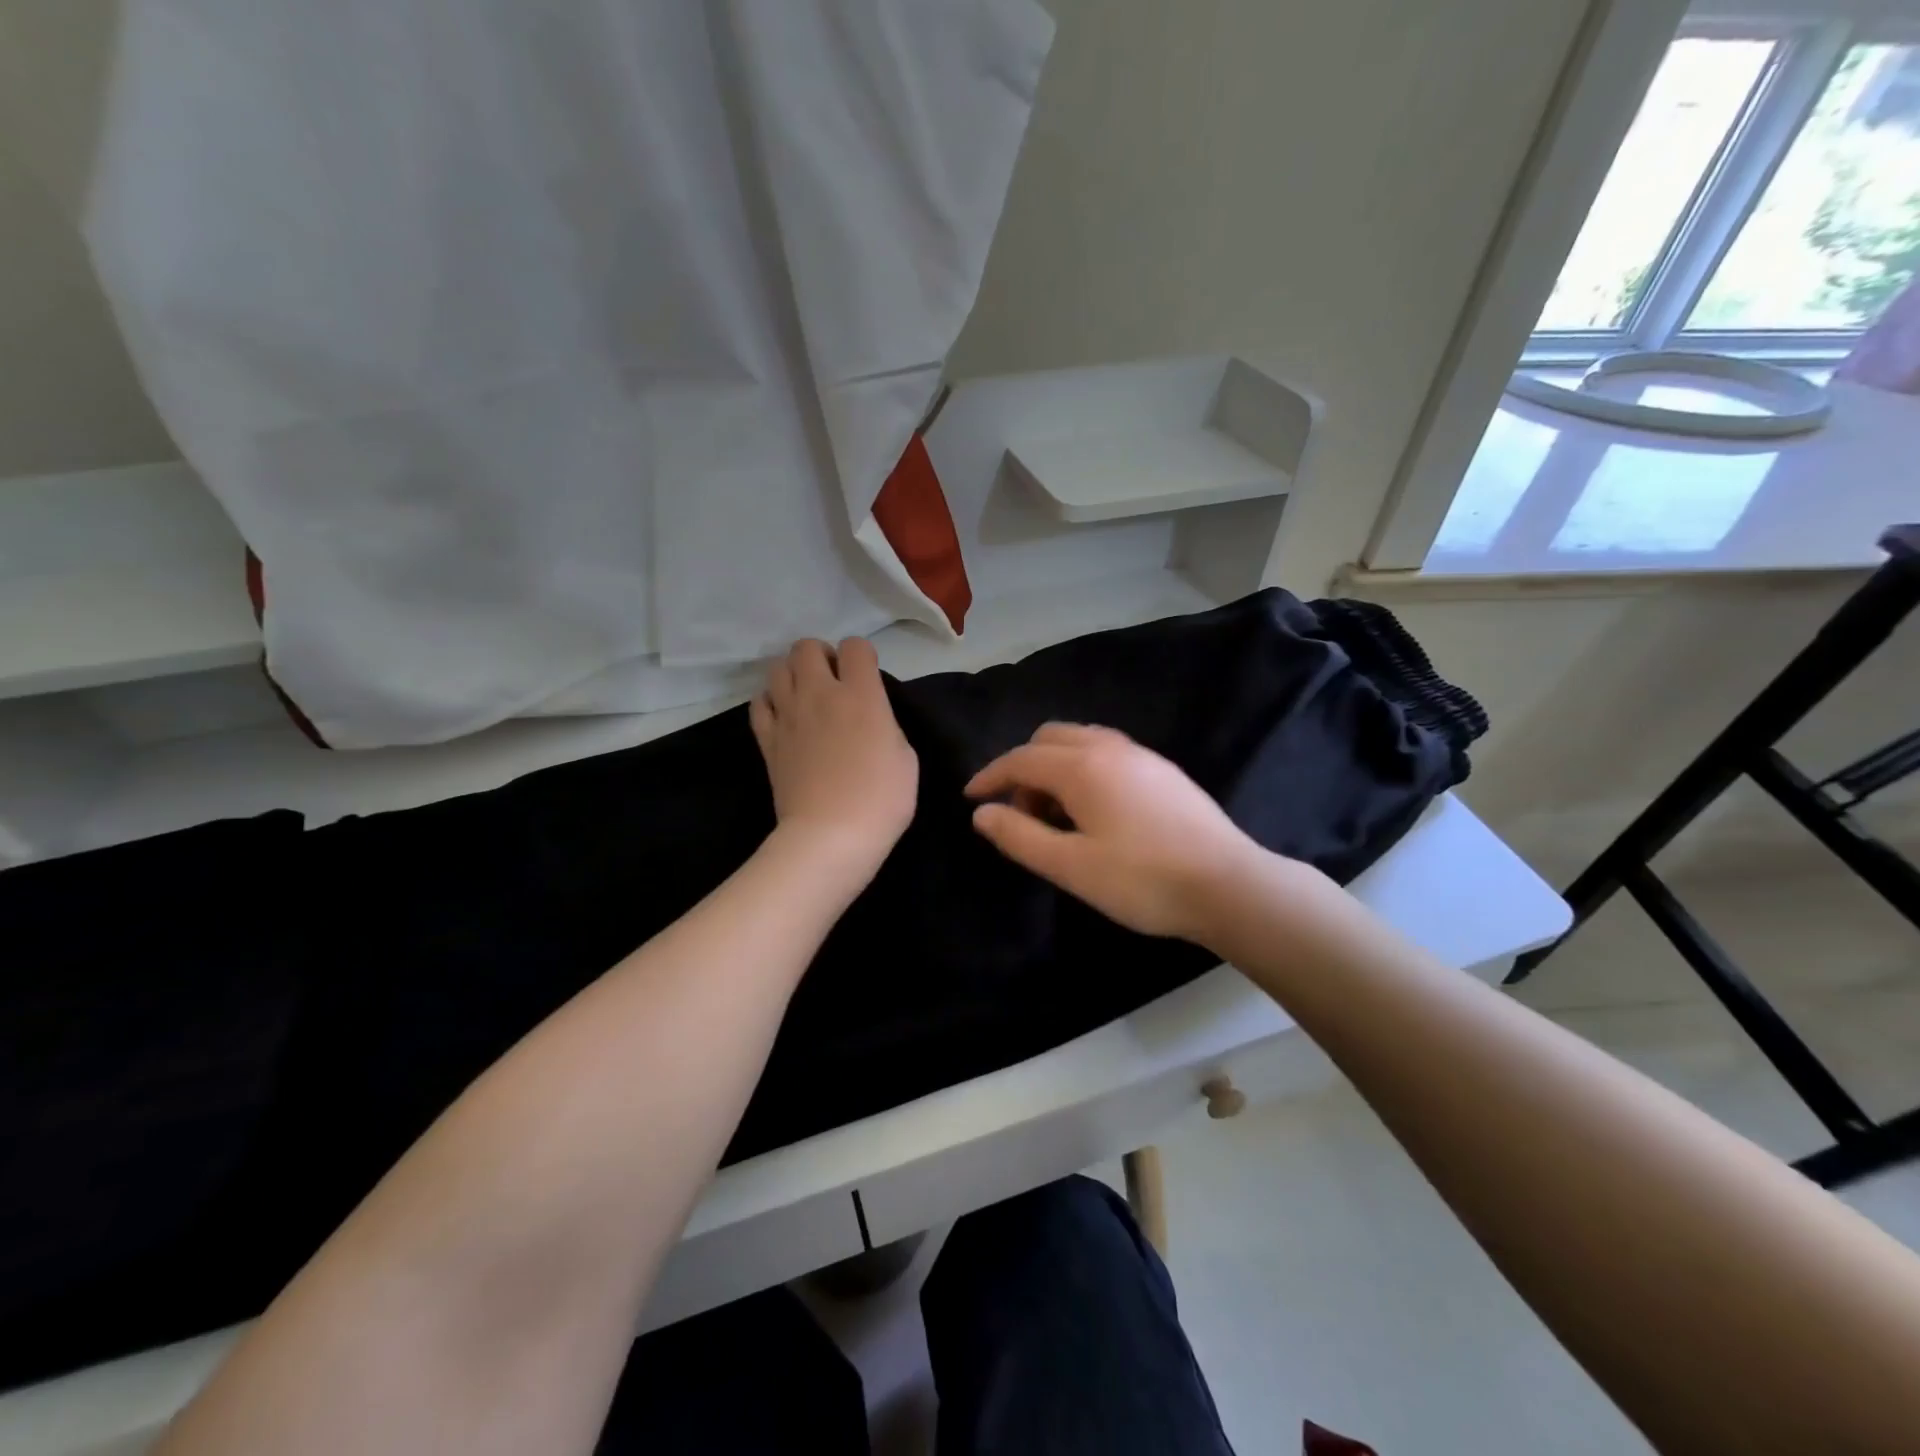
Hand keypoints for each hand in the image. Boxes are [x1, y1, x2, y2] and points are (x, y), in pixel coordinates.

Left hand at [751, 639, 917, 871]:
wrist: (830, 836)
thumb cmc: (880, 799)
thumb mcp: (905, 756)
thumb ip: (885, 723)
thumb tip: (869, 716)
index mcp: (860, 695)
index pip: (855, 646)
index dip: (863, 656)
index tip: (868, 678)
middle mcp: (820, 694)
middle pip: (807, 647)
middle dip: (822, 656)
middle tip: (834, 681)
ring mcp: (788, 715)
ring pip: (777, 667)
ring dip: (793, 674)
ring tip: (807, 696)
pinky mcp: (767, 739)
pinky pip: (759, 703)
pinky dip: (770, 701)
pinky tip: (784, 716)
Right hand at [965, 723, 1263, 941]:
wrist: (1229, 885)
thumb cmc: (1142, 880)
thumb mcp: (1070, 867)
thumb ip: (1020, 836)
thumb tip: (982, 814)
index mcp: (1082, 766)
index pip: (1020, 759)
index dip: (990, 776)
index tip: (971, 797)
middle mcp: (1109, 748)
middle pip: (1049, 739)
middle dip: (1023, 767)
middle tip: (1020, 813)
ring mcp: (1141, 756)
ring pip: (1081, 742)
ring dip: (1055, 767)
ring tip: (1055, 814)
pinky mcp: (1163, 771)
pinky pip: (1107, 753)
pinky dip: (1083, 769)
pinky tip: (1094, 810)